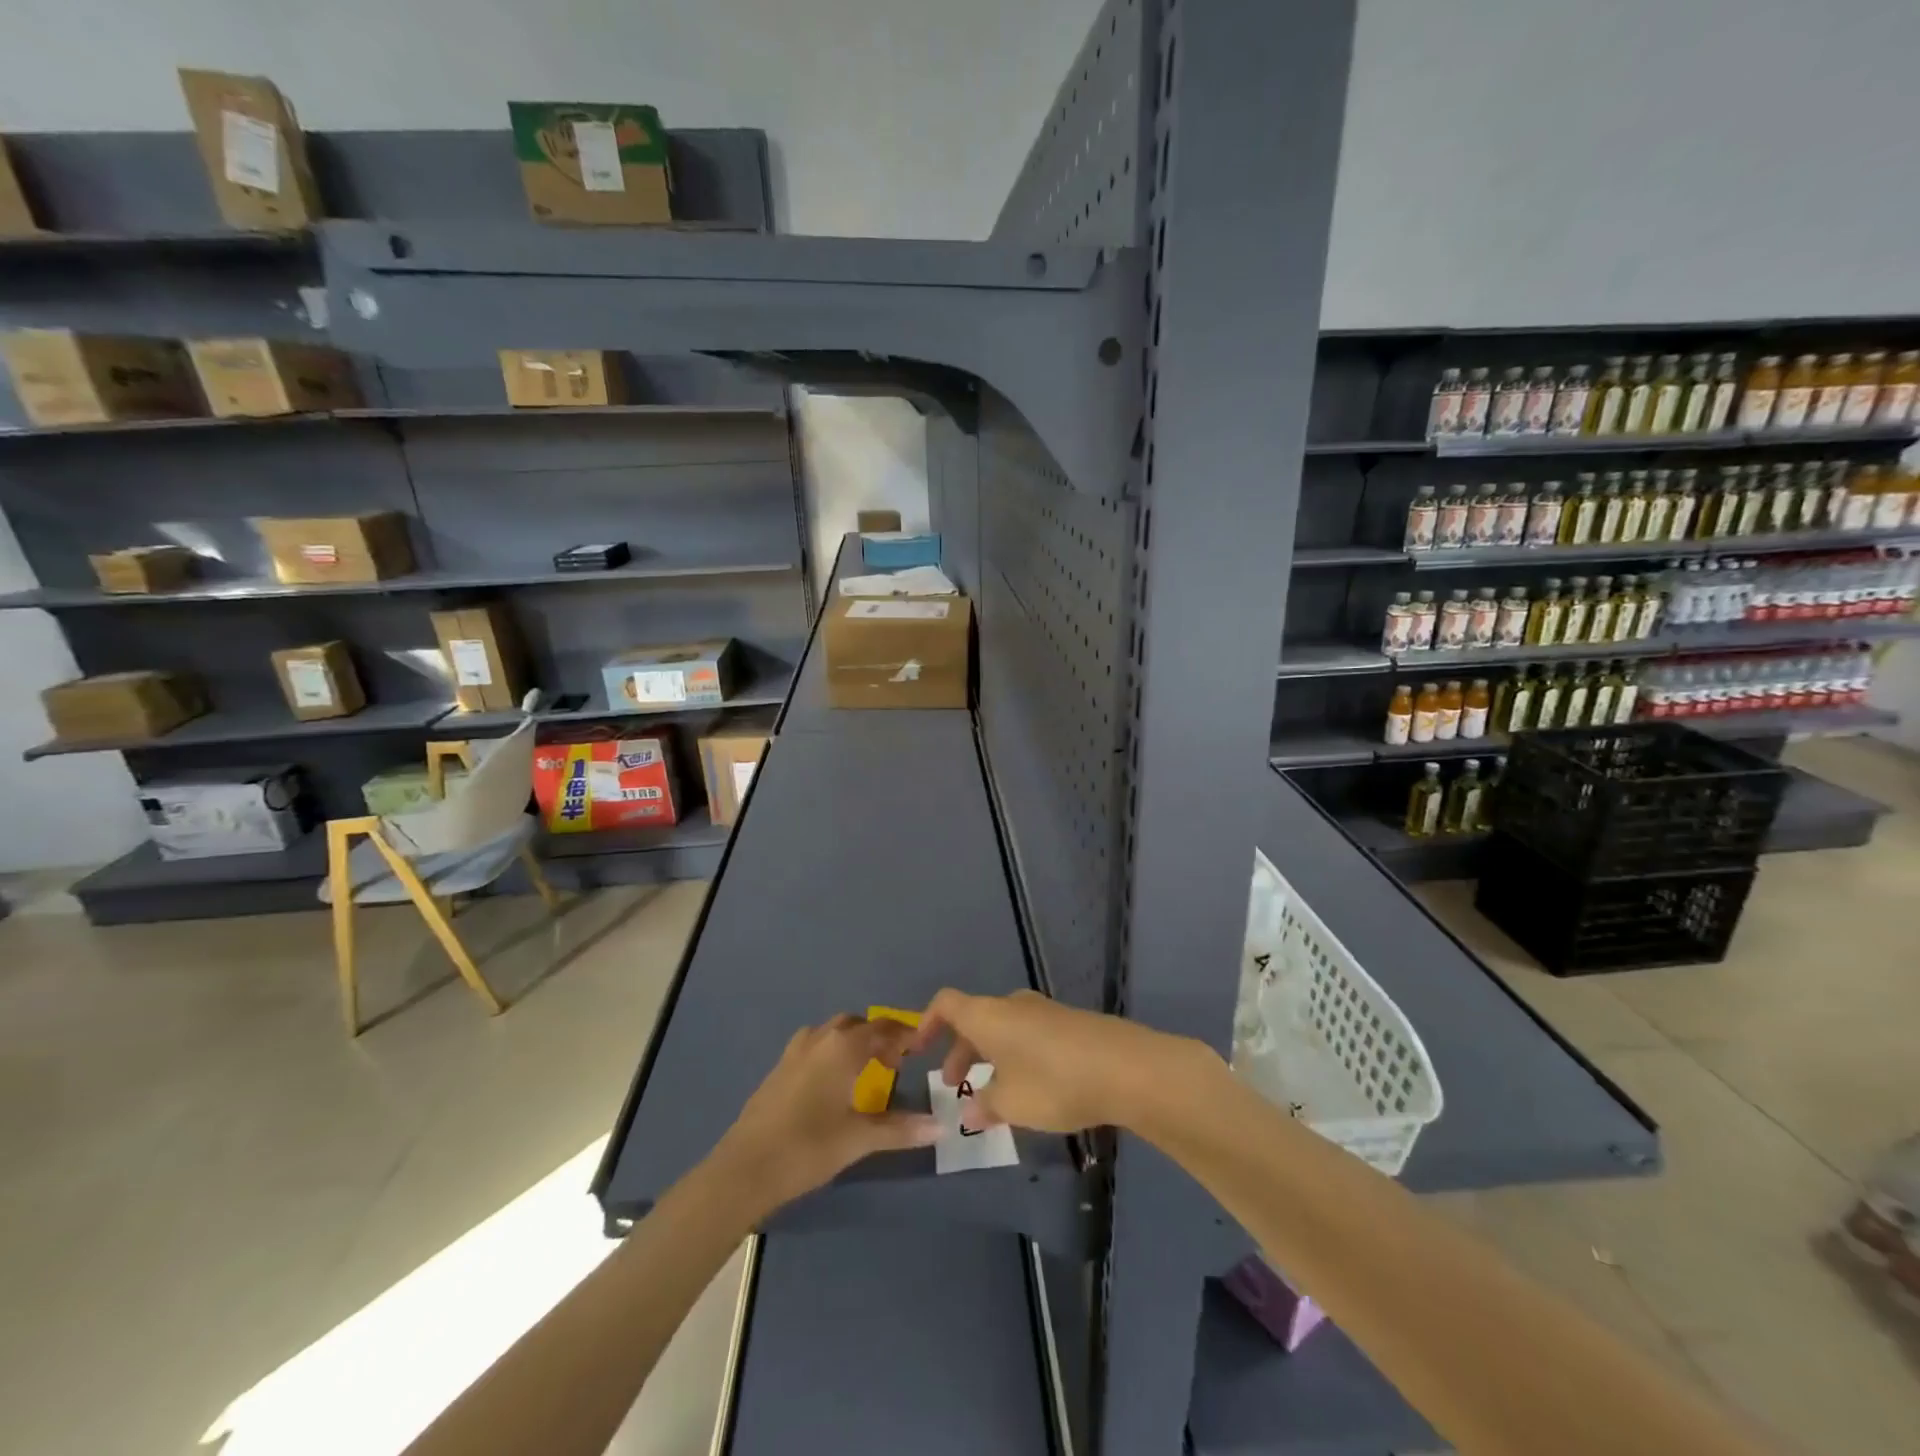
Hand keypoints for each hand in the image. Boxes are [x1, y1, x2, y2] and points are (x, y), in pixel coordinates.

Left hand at [713, 1015, 941, 1215]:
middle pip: (856, 1024)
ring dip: (852, 1041)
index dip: (904, 1035)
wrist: (744, 1168)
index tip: (921, 1047)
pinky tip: (832, 1083)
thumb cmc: (807, 1148)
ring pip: (831, 1032)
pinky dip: (831, 1052)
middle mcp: (820, 1039)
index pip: (883, 1028)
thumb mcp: (858, 1139)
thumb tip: (941, 1126)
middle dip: (878, 1036)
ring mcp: (795, 1051)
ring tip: (865, 1069)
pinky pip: (814, 1046)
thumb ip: (900, 1129)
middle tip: (895, 1062)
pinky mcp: (778, 1068)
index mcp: (843, 1047)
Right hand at [910, 988, 1212, 1134]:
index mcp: (988, 1015)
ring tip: (995, 1095)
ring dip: (991, 1056)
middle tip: (957, 1086)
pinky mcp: (1070, 1024)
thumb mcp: (1011, 1103)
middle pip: (975, 1019)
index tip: (919, 1050)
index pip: (946, 1003)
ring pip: (1004, 1028)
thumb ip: (986, 1106)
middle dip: (962, 1051)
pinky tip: (1033, 1089)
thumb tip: (968, 1112)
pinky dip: (1018, 1056)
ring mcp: (1044, 1012)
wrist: (1126, 1067)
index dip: (928, 1022)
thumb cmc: (1054, 1082)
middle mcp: (1012, 1005)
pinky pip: (1030, 1035)